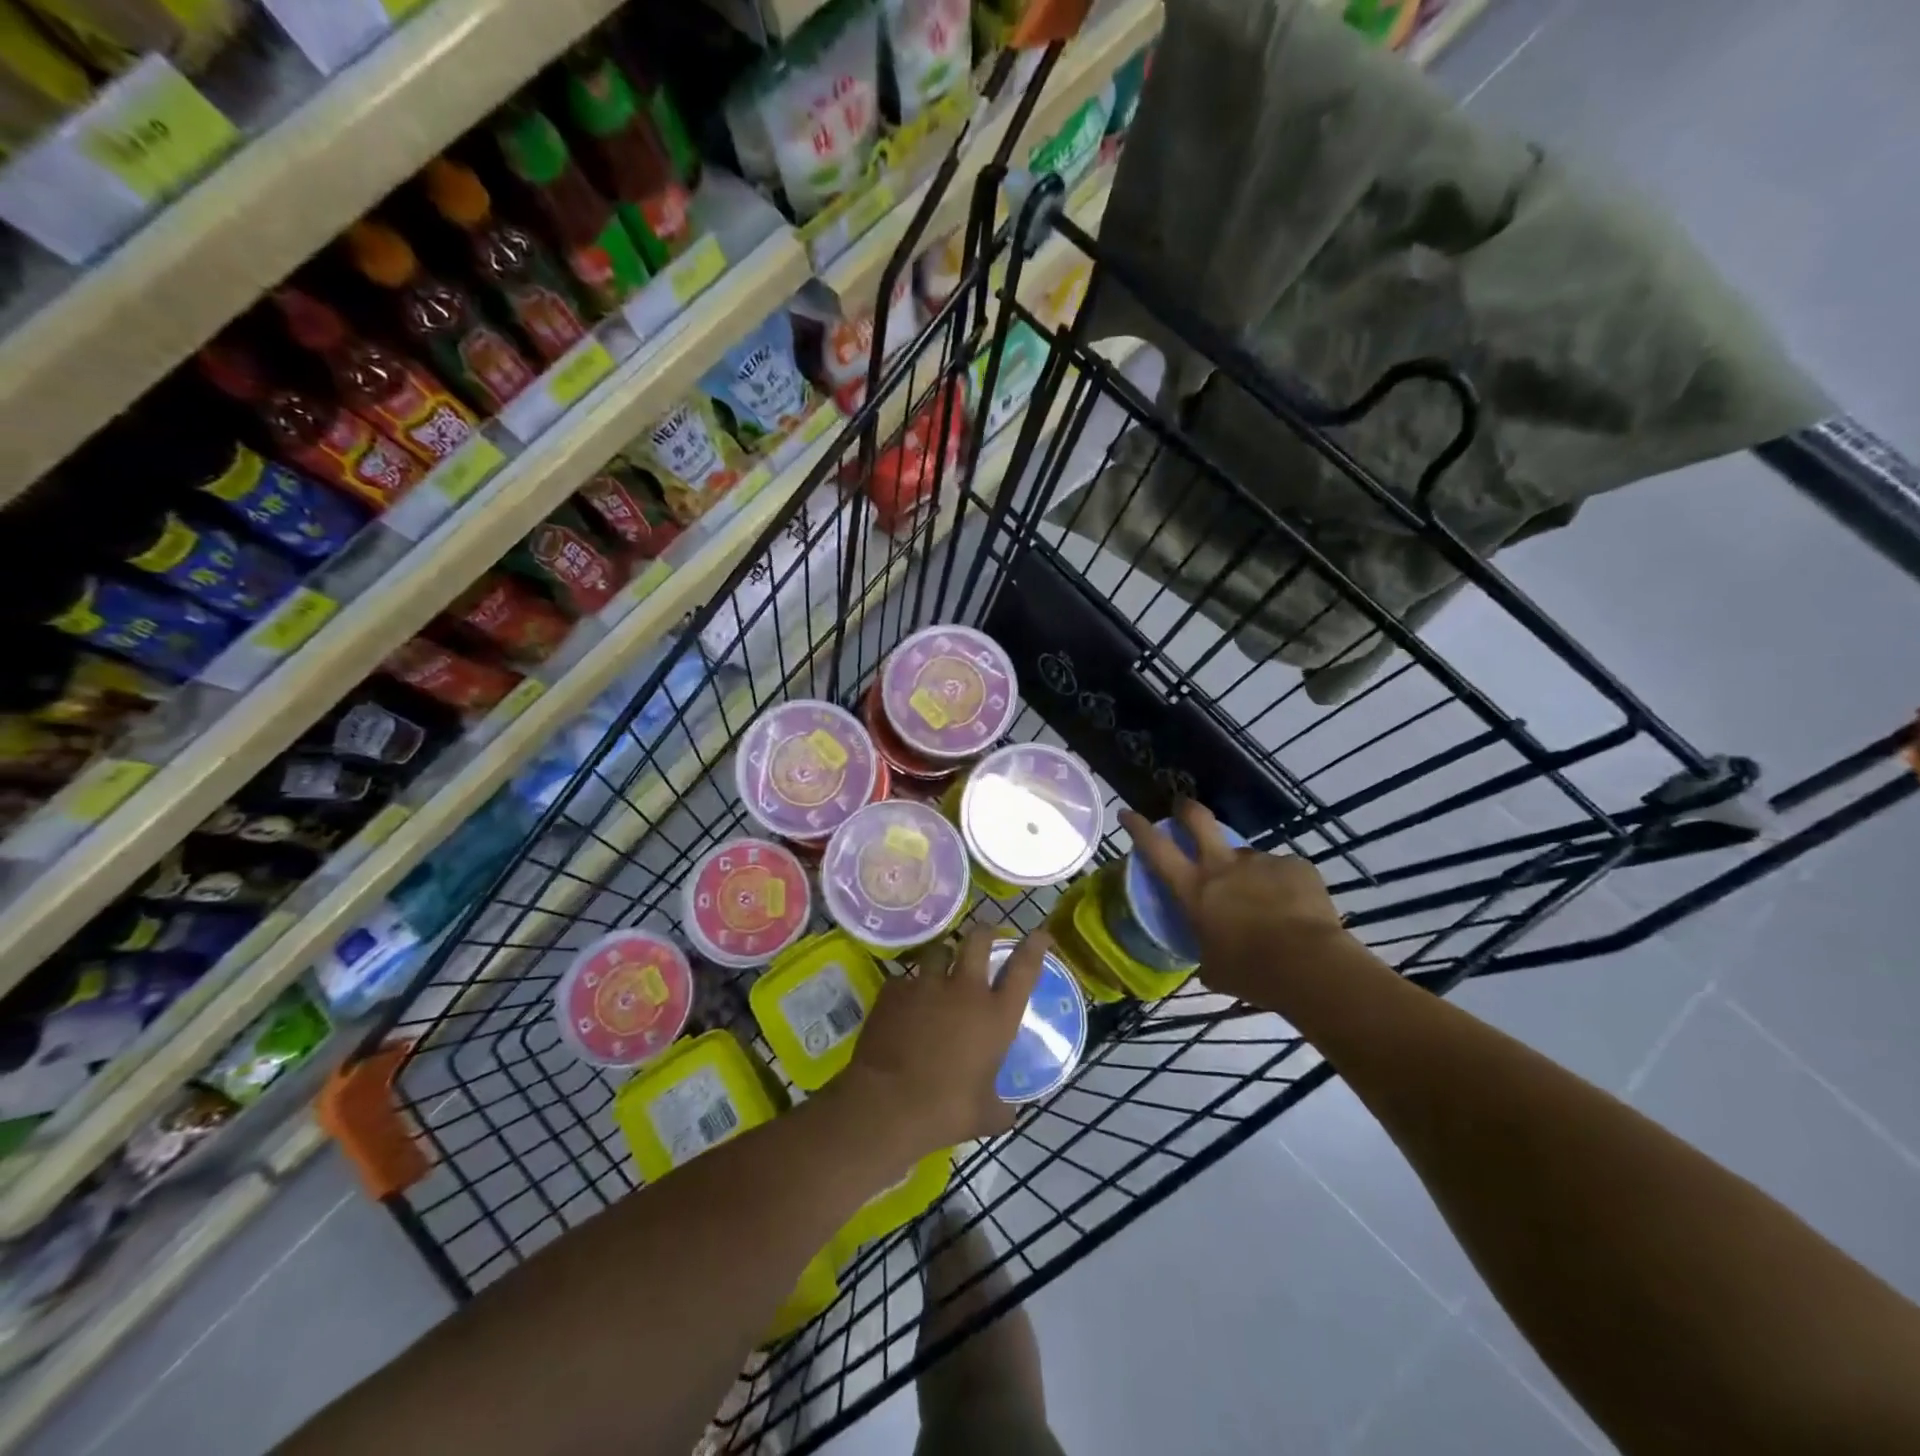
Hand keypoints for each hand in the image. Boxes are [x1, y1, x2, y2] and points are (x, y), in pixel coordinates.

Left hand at [839, 927, 1049, 1155]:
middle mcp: (964, 990)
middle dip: (984, 933)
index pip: (1024, 968)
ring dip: (942, 956)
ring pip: (937, 951)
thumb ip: (1001, 1107)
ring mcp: (926, 985)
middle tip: (984, 935)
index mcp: (996, 1015)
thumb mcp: (986, 1115)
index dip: (1035, 945)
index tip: (1041, 934)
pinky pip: (903, 980)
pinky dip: (906, 989)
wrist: (887, 1104)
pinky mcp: (893, 991)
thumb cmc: (946, 1110)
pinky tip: (902, 1005)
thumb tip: (1008, 1113)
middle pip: (978, 940)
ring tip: (940, 965)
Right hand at [1119, 801, 1365, 1008]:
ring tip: (1266, 904)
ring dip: (1248, 874)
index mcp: (1194, 889)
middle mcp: (1223, 866)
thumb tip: (1211, 952)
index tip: (1127, 813)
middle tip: (1184, 808)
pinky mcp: (1296, 865)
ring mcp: (1261, 862)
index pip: (1155, 848)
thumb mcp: (1213, 968)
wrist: (1309, 966)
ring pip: (1247, 858)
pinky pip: (1284, 872)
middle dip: (1187, 809)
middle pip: (1198, 820)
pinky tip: (1296, 911)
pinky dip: (1285, 887)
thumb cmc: (1250, 973)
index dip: (1138, 827)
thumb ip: (1207, 948)